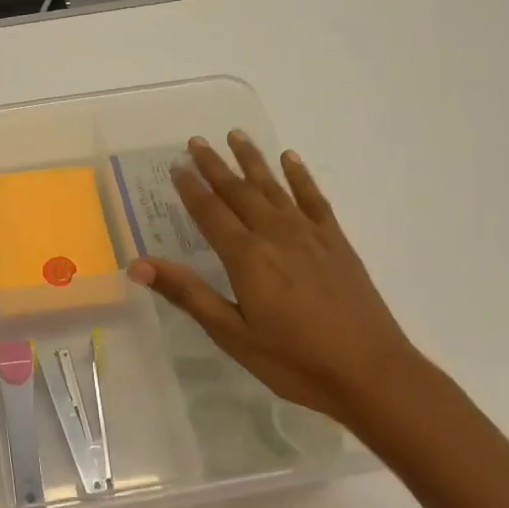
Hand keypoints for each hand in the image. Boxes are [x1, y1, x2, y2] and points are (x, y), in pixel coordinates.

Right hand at [129, 133, 422, 424]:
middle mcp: (276, 234)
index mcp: (247, 257)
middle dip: (215, 165)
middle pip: (239, 191)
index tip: (175, 165)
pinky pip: (313, 199)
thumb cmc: (293, 360)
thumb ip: (187, 293)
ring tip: (236, 134)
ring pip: (274, 187)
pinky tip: (291, 160)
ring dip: (253, 160)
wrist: (370, 372)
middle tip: (196, 141)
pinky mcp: (336, 242)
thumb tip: (138, 264)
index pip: (210, 213)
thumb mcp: (232, 333)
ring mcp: (310, 235)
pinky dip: (300, 177)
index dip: (190, 188)